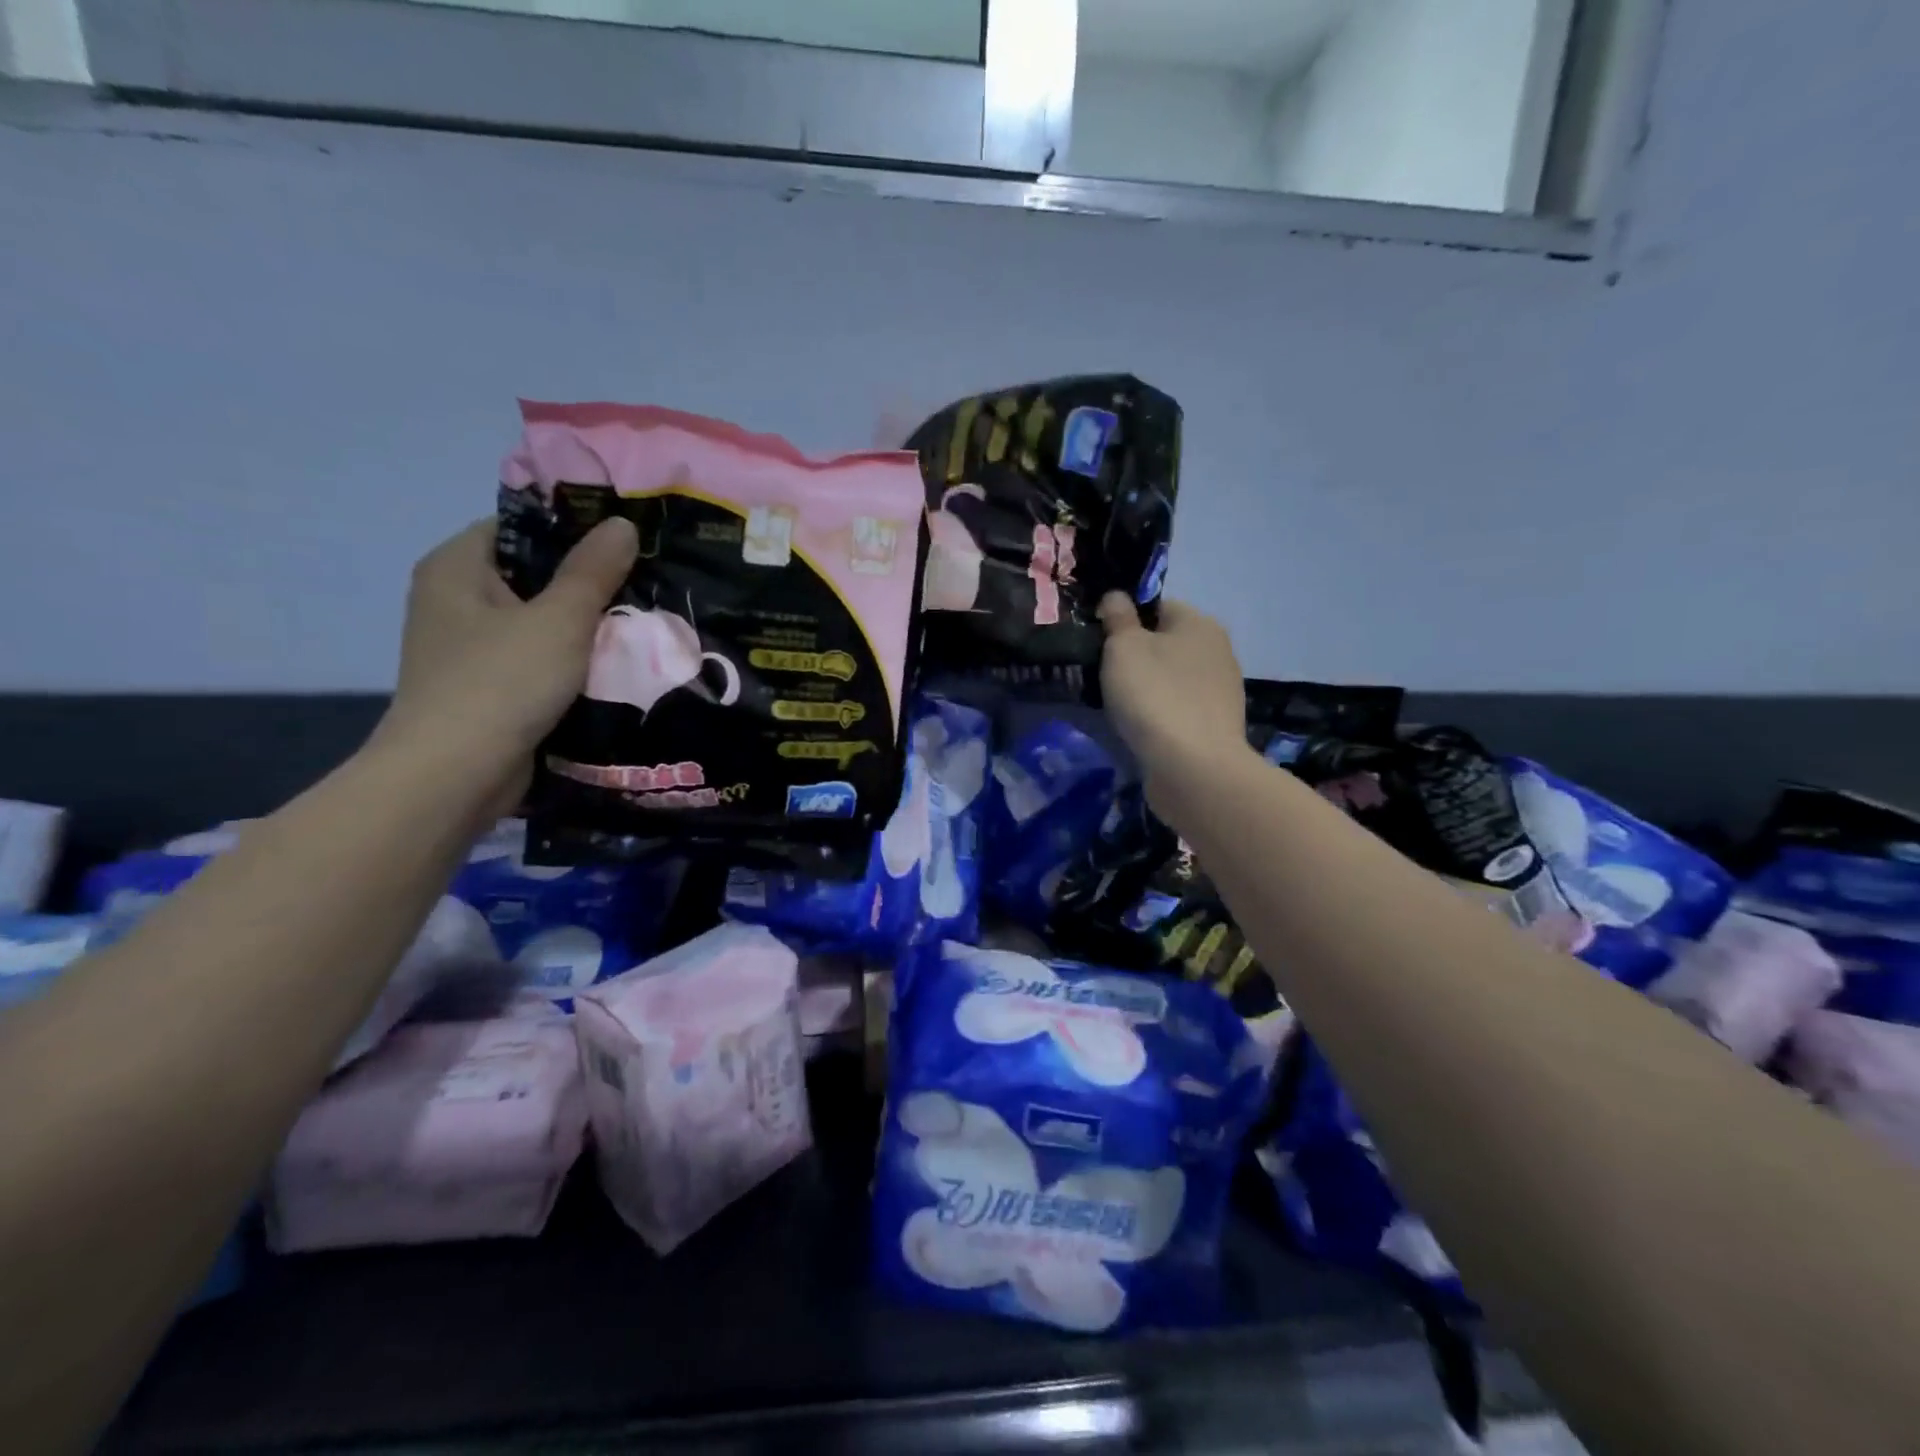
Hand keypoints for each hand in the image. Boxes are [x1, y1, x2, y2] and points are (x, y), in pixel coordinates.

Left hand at [375, 517, 637, 806]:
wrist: (456, 776)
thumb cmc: (502, 682)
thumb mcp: (559, 619)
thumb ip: (593, 571)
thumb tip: (622, 524)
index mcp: (457, 568)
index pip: (520, 528)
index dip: (573, 530)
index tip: (626, 542)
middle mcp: (454, 601)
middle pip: (533, 576)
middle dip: (588, 583)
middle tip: (645, 583)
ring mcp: (469, 648)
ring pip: (540, 623)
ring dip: (585, 627)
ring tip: (641, 623)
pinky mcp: (488, 688)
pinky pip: (538, 661)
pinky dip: (572, 662)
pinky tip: (615, 666)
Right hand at [1098, 594, 1247, 786]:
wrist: (1193, 767)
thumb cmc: (1154, 695)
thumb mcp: (1123, 647)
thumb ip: (1118, 618)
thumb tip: (1117, 597)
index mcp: (1199, 622)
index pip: (1156, 605)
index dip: (1125, 619)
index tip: (1099, 642)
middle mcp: (1218, 650)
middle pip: (1165, 643)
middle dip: (1137, 656)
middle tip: (1102, 675)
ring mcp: (1221, 691)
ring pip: (1172, 678)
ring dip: (1148, 688)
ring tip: (1118, 707)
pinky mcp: (1216, 726)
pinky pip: (1179, 709)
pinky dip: (1160, 715)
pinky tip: (1141, 730)